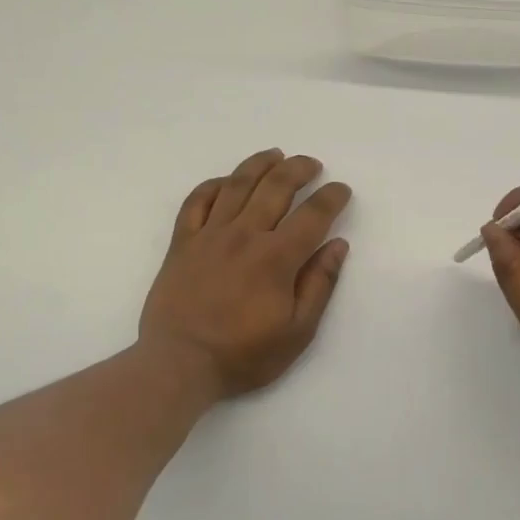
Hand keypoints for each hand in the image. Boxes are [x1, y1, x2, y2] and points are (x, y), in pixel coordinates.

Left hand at [140, 149, 351, 398]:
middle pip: (275, 187)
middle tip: (312, 164)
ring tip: (275, 155)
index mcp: (276, 258)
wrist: (179, 364)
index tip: (341, 190)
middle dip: (298, 169)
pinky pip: (196, 201)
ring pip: (236, 185)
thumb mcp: (297, 332)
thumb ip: (319, 285)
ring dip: (259, 165)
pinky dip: (212, 185)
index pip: (312, 215)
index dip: (331, 198)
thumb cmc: (243, 355)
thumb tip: (337, 245)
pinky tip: (225, 181)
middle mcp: (244, 235)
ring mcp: (209, 235)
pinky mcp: (182, 243)